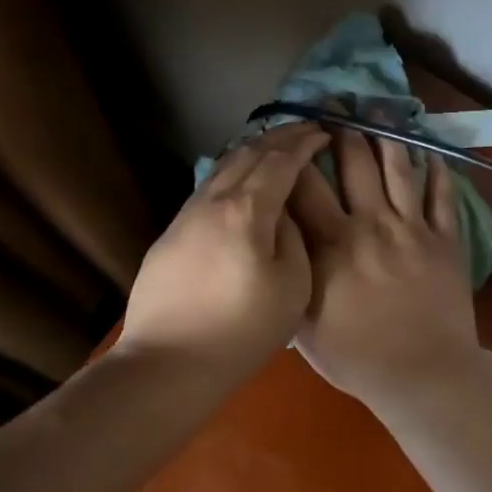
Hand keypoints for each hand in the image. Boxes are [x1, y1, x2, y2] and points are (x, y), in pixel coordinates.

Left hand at [116, 123, 330, 379]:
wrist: (167, 362)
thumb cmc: (240, 330)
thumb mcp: (292, 287)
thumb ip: (294, 238)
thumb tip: (284, 213)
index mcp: (247, 210)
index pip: (280, 160)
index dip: (304, 142)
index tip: (324, 132)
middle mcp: (213, 200)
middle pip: (248, 153)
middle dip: (280, 136)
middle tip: (305, 129)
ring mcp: (186, 214)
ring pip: (223, 166)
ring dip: (252, 151)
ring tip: (274, 148)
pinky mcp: (170, 233)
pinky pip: (208, 187)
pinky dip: (232, 172)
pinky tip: (240, 182)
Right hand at [287, 127, 481, 407]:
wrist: (423, 376)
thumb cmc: (356, 356)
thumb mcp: (303, 324)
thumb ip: (290, 276)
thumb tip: (274, 241)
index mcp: (332, 243)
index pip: (306, 185)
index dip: (296, 154)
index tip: (290, 132)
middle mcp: (371, 223)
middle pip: (355, 163)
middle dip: (342, 130)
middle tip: (336, 105)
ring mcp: (412, 228)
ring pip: (399, 168)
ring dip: (387, 137)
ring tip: (379, 111)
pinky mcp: (446, 239)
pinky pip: (442, 196)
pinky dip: (437, 172)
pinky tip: (430, 153)